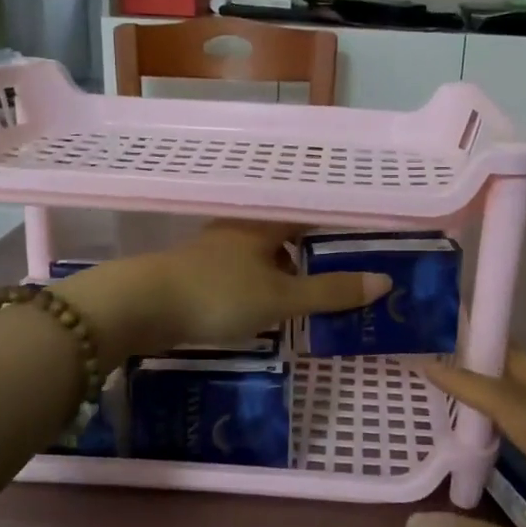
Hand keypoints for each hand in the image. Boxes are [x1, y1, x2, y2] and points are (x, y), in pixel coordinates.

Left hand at [58, 223, 391, 366]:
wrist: (141, 307)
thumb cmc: (219, 294)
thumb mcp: (282, 298)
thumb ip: (330, 292)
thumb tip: (384, 282)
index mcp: (263, 225)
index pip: (308, 215)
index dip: (334, 226)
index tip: (361, 239)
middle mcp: (238, 231)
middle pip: (283, 237)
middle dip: (310, 255)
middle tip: (339, 277)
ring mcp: (213, 252)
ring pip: (259, 258)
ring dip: (282, 275)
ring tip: (305, 300)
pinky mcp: (195, 275)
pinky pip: (239, 277)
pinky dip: (257, 289)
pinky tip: (263, 312)